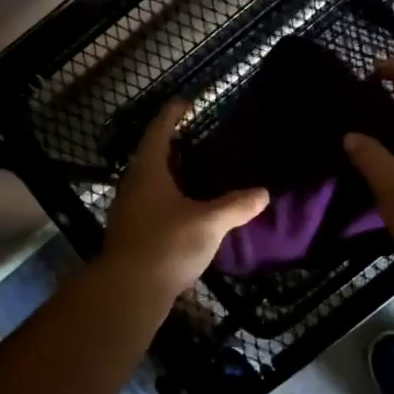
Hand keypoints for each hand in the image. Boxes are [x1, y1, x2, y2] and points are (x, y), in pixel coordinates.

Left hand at [102, 100, 268, 296]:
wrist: (129, 291)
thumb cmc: (167, 244)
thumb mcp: (209, 222)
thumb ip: (236, 205)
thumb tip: (264, 192)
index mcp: (148, 171)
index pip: (159, 131)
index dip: (172, 115)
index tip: (185, 102)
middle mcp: (134, 185)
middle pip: (152, 156)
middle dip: (173, 144)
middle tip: (198, 137)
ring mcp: (130, 210)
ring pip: (151, 182)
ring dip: (172, 173)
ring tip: (198, 171)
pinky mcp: (133, 233)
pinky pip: (152, 204)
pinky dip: (170, 197)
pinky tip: (189, 208)